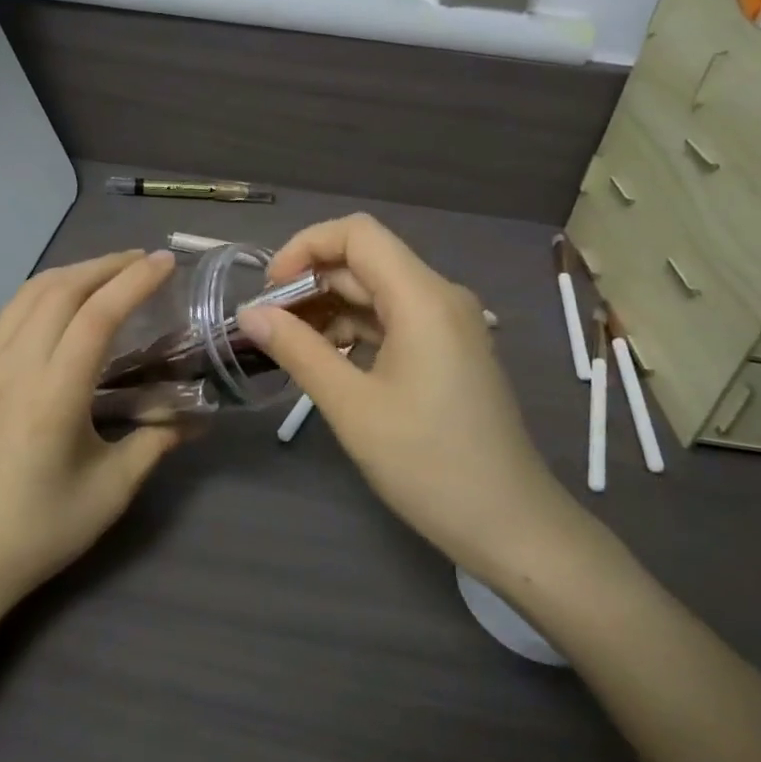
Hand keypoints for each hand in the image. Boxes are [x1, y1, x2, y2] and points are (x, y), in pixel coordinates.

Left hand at [0, 249, 181, 618]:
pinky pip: (10, 313)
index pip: (97, 315)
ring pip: (29, 294)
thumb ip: (156, 441)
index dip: (134, 281)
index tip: (166, 262)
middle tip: (144, 262)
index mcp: (52, 395)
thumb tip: (195, 416)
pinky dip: (44, 292)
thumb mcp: (112, 490)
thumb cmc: (42, 529)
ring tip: (108, 272)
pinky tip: (63, 303)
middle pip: (61, 290)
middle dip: (106, 265)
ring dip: (73, 273)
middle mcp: (14, 367)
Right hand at [238, 215, 585, 581]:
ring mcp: (449, 324)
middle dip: (312, 284)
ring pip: (377, 292)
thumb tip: (249, 314)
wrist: (511, 527)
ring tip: (290, 348)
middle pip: (365, 262)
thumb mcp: (352, 407)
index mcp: (422, 297)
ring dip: (330, 310)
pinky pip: (394, 319)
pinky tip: (327, 363)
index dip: (306, 247)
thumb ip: (297, 350)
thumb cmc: (429, 464)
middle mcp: (440, 297)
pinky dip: (355, 331)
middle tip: (268, 326)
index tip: (270, 290)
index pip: (357, 234)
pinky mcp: (449, 350)